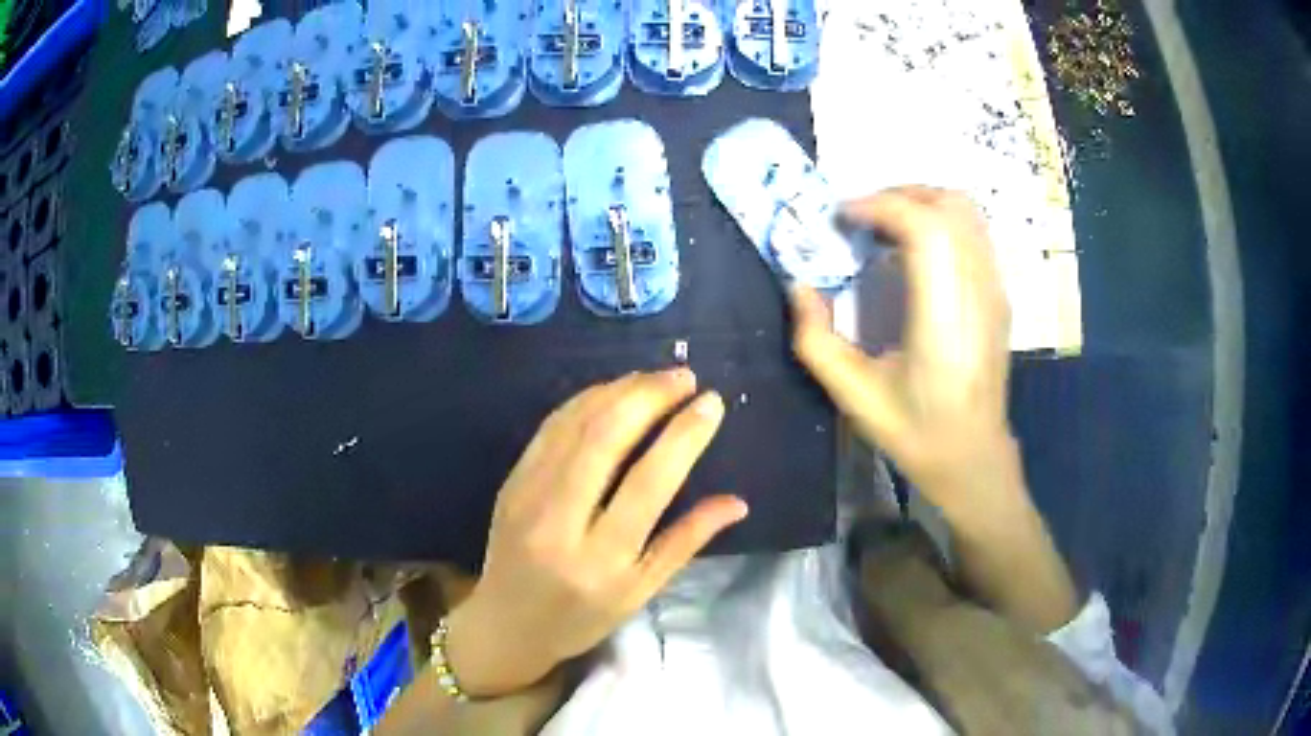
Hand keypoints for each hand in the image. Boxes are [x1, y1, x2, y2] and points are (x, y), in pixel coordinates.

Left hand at [445, 370, 747, 697]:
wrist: (506, 624)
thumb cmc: (581, 618)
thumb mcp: (641, 592)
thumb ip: (686, 543)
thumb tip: (737, 502)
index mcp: (601, 559)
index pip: (649, 482)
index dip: (684, 435)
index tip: (712, 404)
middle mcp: (559, 520)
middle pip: (605, 438)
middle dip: (650, 396)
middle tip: (686, 377)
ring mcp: (527, 495)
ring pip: (574, 424)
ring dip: (618, 390)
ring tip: (656, 377)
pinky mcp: (511, 481)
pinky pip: (549, 428)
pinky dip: (584, 401)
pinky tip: (612, 391)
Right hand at [791, 187, 1018, 517]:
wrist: (975, 458)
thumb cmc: (917, 434)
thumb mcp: (854, 397)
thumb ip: (816, 339)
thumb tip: (798, 285)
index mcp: (943, 322)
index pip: (926, 229)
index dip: (881, 207)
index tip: (843, 218)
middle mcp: (977, 295)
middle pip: (949, 206)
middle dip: (898, 195)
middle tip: (860, 218)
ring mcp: (995, 291)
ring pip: (966, 212)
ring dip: (921, 203)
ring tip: (884, 226)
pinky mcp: (999, 294)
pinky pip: (973, 232)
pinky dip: (940, 220)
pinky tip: (914, 249)